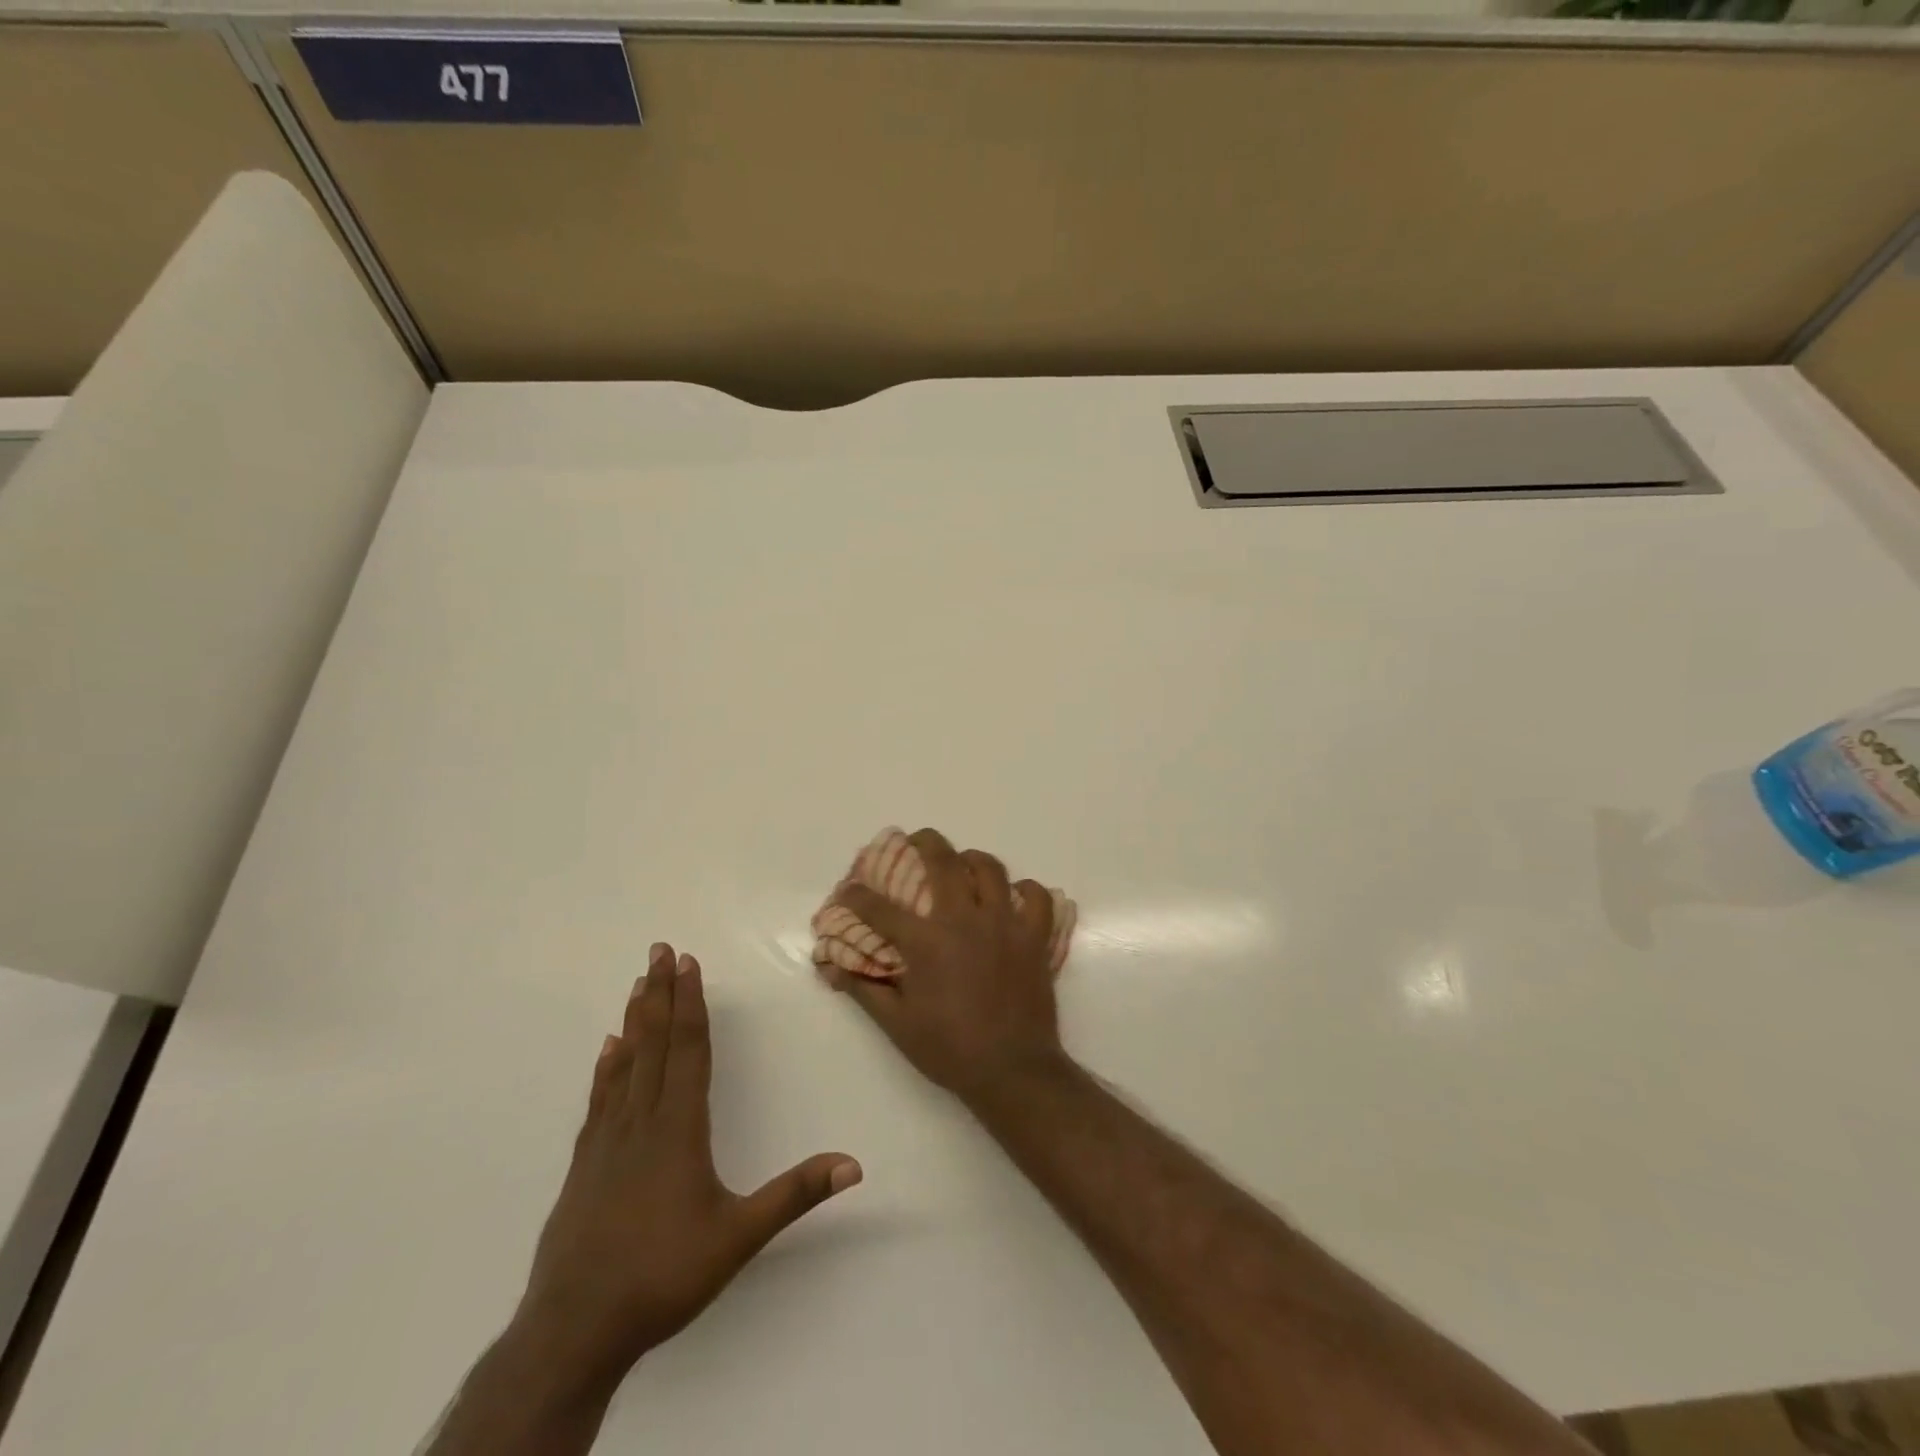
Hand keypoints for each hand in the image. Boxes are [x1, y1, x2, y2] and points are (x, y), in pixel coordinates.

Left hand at [513, 943, 861, 1396]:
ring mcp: (606, 1142)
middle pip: (655, 1044)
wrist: (573, 1331)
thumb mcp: (739, 1237)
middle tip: (658, 950)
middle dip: (661, 994)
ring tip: (639, 983)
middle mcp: (641, 1122)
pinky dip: (606, 1067)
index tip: (687, 963)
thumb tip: (854, 1163)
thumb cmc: (663, 1276)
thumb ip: (795, 1194)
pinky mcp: (583, 1165)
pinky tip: (607, 1049)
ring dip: (635, 1020)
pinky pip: (599, 1100)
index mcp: (679, 1128)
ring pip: (625, 1064)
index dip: (691, 1004)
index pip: (689, 1050)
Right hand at [822, 829, 1067, 1102]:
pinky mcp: (1034, 937)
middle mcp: (965, 920)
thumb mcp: (897, 1025)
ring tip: (963, 866)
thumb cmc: (950, 1049)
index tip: (847, 891)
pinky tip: (1013, 897)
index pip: (880, 908)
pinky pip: (1037, 897)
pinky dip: (1026, 890)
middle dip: (924, 842)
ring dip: (972, 860)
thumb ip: (865, 989)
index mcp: (927, 941)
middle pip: (943, 861)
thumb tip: (833, 968)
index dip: (857, 896)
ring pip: (991, 869)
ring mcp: (1005, 924)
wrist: (1013, 1070)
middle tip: (915, 842)